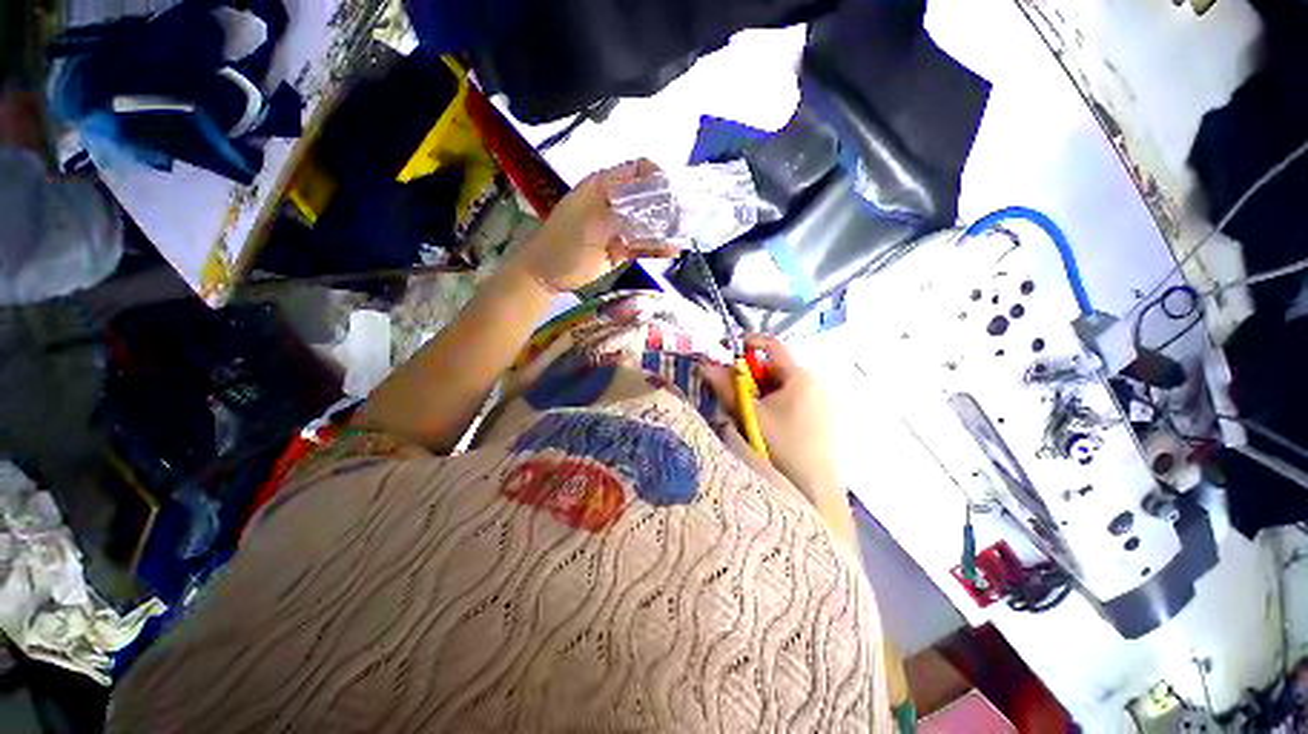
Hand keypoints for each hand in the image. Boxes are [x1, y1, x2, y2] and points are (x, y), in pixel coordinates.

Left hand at [510, 159, 676, 292]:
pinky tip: (673, 251)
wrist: (548, 274)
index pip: (637, 170)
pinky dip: (657, 248)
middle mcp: (615, 203)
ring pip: (648, 223)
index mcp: (604, 186)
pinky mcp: (622, 249)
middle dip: (668, 204)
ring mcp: (619, 227)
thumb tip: (654, 207)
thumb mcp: (592, 223)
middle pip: (647, 197)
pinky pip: (643, 246)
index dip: (657, 175)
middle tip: (687, 214)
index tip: (674, 190)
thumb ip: (622, 214)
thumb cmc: (564, 242)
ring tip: (686, 232)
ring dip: (666, 227)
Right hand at [701, 336, 838, 498]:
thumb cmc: (783, 446)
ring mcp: (817, 398)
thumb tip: (705, 365)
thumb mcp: (750, 415)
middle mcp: (812, 381)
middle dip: (748, 375)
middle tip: (730, 392)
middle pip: (772, 367)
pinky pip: (787, 396)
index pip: (770, 345)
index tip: (725, 349)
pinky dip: (770, 401)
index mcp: (799, 376)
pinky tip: (763, 422)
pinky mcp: (817, 413)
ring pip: (777, 384)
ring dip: (757, 391)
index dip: (746, 342)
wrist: (816, 486)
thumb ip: (726, 387)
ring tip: (745, 412)